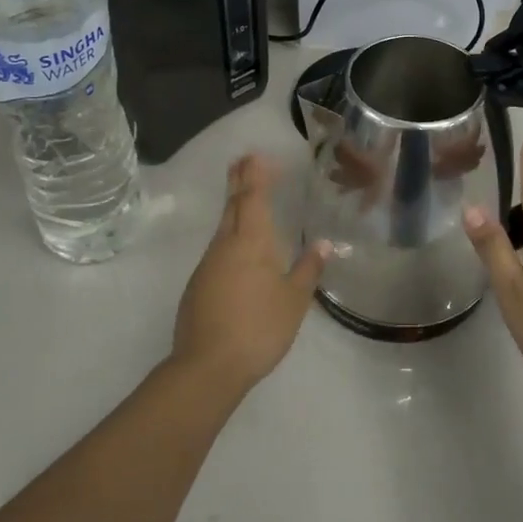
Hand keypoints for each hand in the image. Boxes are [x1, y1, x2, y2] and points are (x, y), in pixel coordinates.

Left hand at [172, 154, 331, 394]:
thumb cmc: (259, 327)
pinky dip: (229, 237)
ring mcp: (207, 265)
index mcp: (251, 242)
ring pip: (222, 228)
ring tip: (244, 200)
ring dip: (233, 209)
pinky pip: (217, 250)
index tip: (255, 155)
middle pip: (232, 206)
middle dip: (238, 182)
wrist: (208, 366)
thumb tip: (324, 243)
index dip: (255, 175)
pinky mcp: (198, 286)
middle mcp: (225, 246)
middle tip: (242, 161)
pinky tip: (238, 250)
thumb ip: (308, 269)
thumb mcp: (294, 300)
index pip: (252, 198)